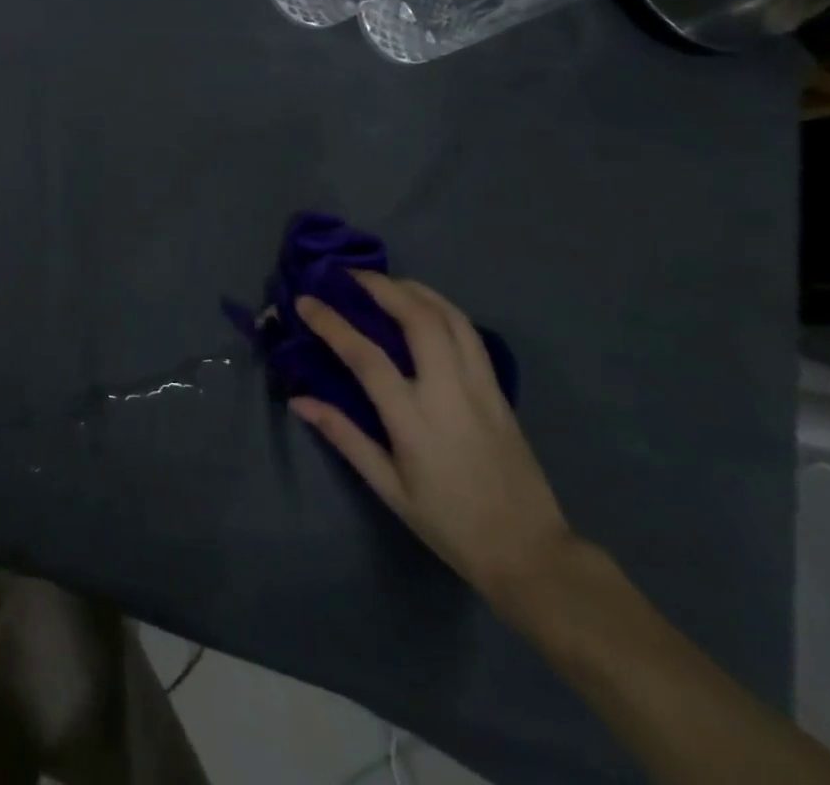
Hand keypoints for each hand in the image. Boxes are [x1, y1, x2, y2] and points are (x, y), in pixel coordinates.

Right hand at [289, 274, 573, 610]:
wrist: (530, 553)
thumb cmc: (450, 524)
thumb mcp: (389, 489)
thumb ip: (344, 436)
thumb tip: (299, 400)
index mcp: (414, 421)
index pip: (366, 357)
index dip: (331, 323)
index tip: (305, 301)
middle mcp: (449, 393)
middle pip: (418, 319)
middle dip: (382, 287)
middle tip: (350, 276)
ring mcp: (480, 387)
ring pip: (450, 317)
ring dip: (415, 290)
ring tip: (386, 282)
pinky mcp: (499, 391)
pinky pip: (469, 334)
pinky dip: (442, 309)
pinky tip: (425, 308)